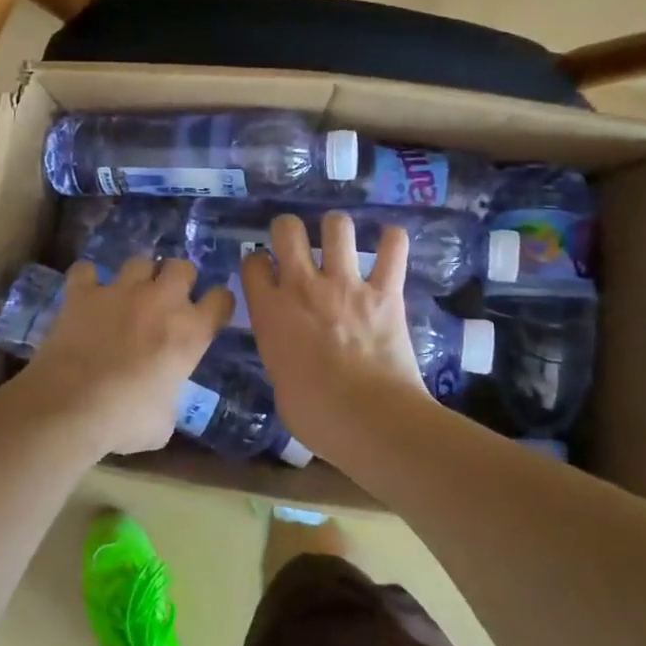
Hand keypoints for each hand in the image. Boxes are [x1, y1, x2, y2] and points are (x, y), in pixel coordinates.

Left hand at [17, 257, 233, 453]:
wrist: (71, 406)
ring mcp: (121, 291)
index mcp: (190, 332)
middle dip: (178, 279)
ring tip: (128, 295)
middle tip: (166, 301)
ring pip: (139, 262)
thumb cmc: (125, 419)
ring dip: (137, 277)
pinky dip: (87, 280)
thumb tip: (160, 399)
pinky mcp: (83, 292)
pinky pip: (86, 271)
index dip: (216, 304)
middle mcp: (161, 301)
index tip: (209, 313)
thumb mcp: (163, 422)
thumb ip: (169, 398)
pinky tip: (85, 294)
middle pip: (182, 267)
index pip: (221, 299)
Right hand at [239, 212, 426, 439]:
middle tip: (296, 243)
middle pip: (287, 229)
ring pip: (337, 227)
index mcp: (270, 311)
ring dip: (336, 229)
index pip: (253, 263)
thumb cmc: (316, 415)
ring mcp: (346, 285)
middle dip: (289, 229)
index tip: (264, 270)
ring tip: (340, 241)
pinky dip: (392, 241)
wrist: (370, 419)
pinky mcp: (385, 292)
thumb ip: (280, 354)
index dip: (257, 262)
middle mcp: (303, 287)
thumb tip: (291, 353)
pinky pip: (393, 249)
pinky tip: (390, 242)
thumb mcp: (279, 385)